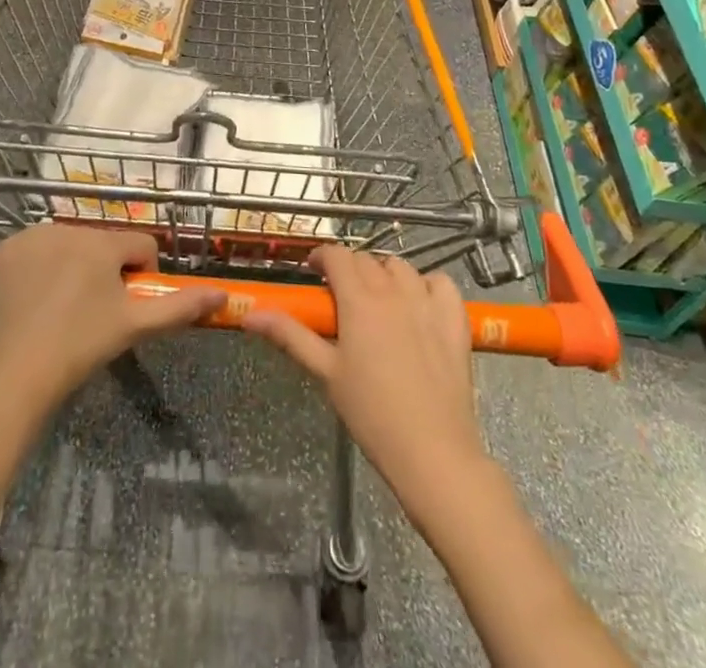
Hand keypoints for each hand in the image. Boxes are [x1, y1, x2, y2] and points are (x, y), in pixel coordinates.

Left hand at [0, 224, 224, 410]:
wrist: (15, 373)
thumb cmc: (81, 346)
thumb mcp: (135, 326)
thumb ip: (180, 306)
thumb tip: (222, 295)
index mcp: (103, 242)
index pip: (141, 245)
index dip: (141, 275)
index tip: (125, 306)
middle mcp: (70, 227)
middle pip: (104, 243)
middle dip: (106, 270)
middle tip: (93, 311)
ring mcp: (35, 236)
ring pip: (72, 243)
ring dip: (75, 265)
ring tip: (63, 307)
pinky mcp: (9, 248)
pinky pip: (39, 247)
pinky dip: (43, 264)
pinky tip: (37, 296)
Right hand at [244, 247, 487, 521]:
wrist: (432, 450)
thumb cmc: (371, 413)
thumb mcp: (325, 372)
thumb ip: (290, 335)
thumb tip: (250, 315)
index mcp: (359, 299)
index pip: (337, 255)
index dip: (322, 256)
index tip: (313, 272)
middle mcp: (393, 289)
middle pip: (366, 259)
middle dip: (350, 269)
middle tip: (341, 298)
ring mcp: (428, 301)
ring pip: (402, 267)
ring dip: (385, 274)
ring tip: (379, 302)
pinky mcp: (455, 319)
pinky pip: (440, 282)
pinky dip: (427, 285)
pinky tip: (420, 305)